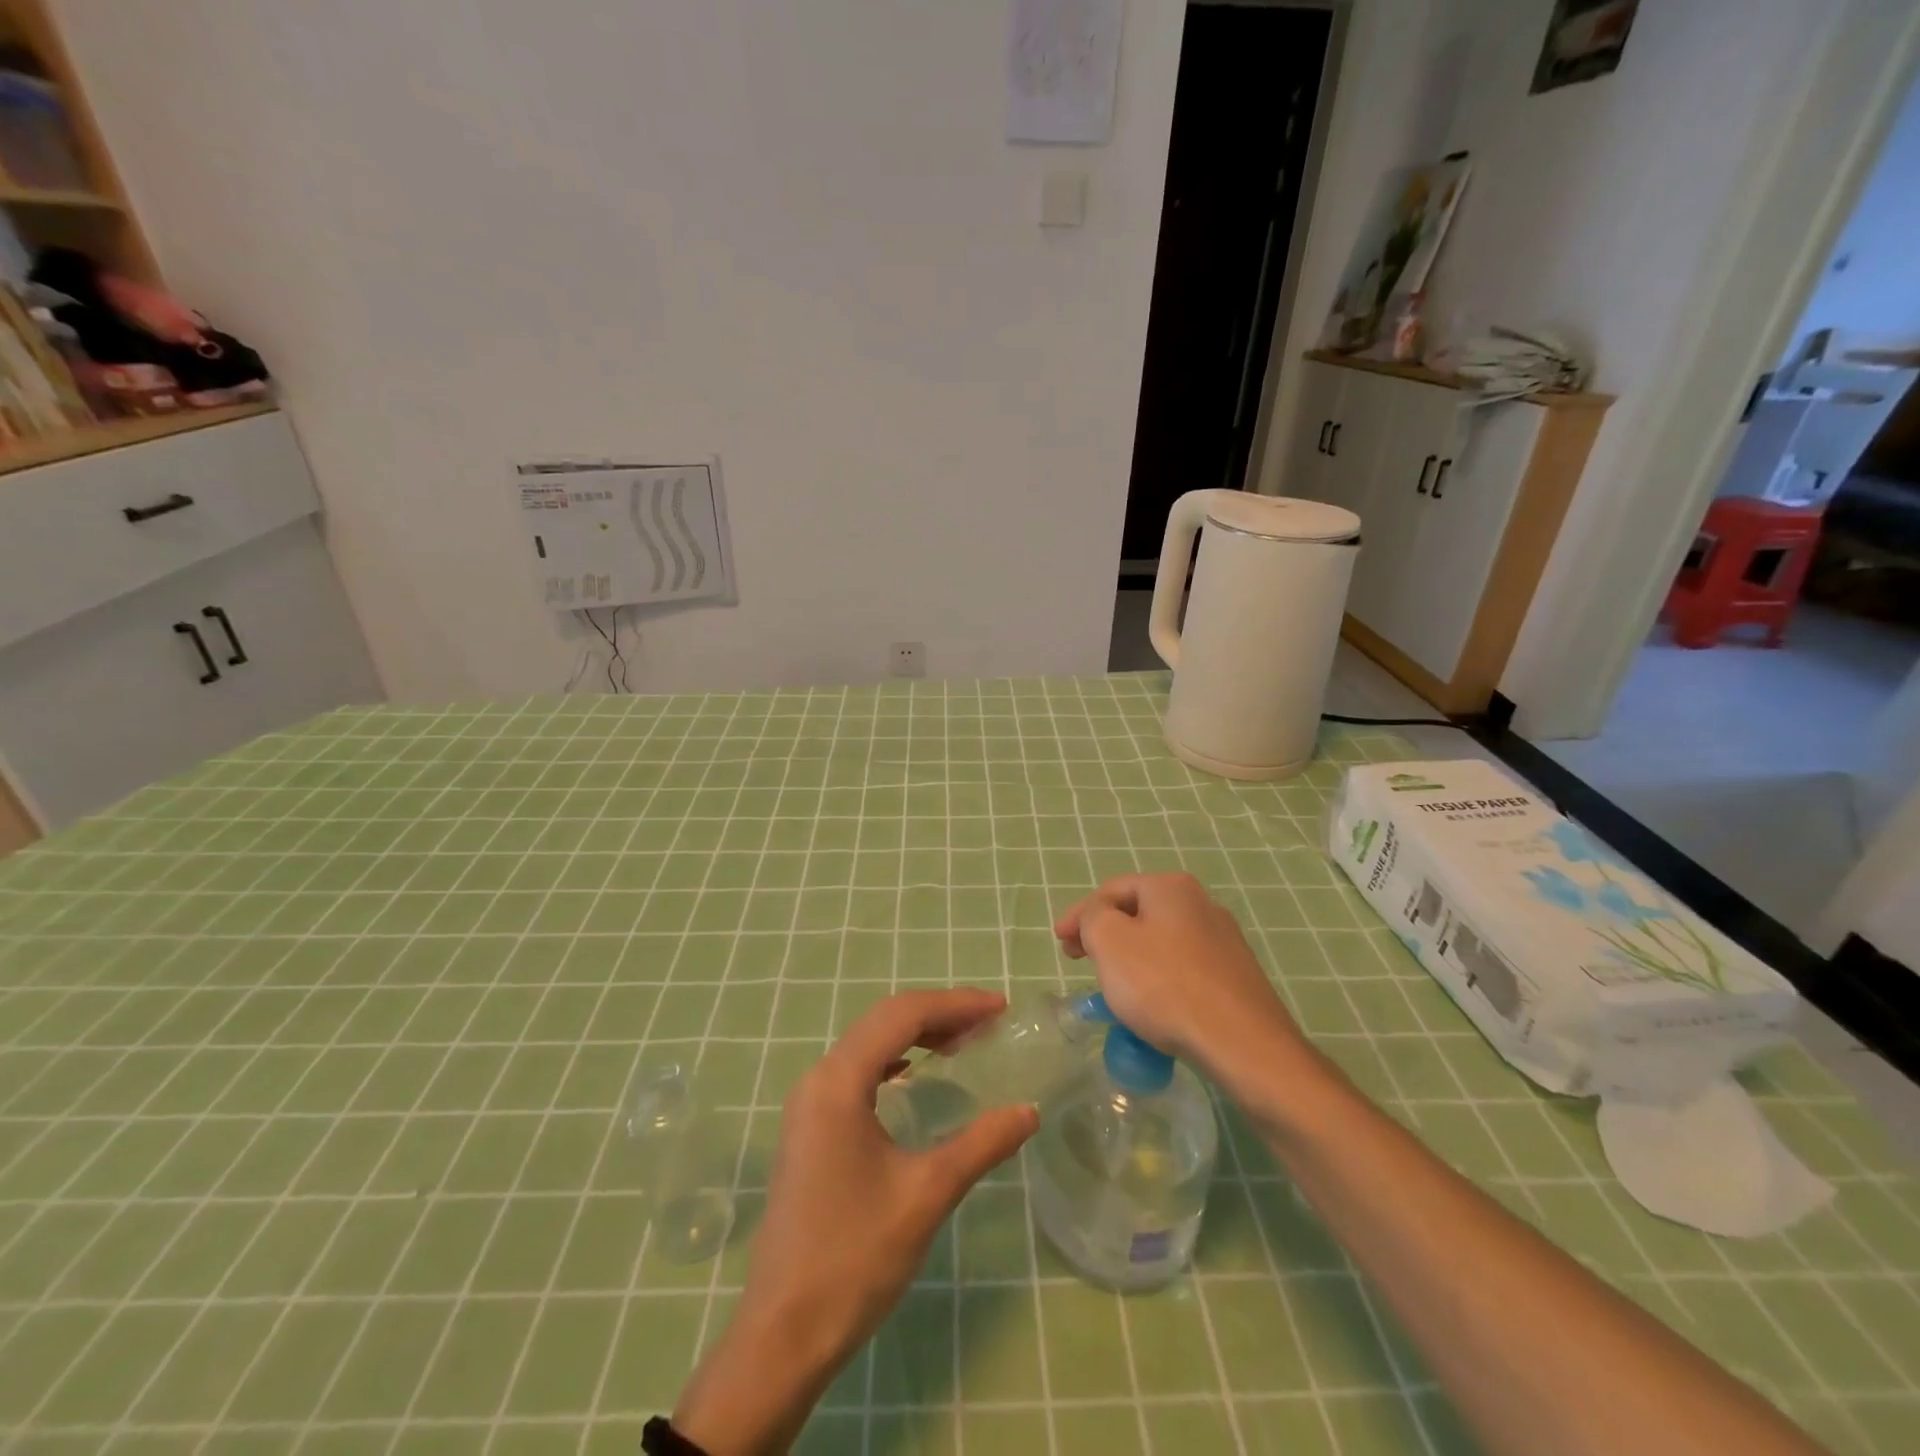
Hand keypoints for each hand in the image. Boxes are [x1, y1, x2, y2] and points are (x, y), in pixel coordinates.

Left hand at [673, 990, 1038, 1453]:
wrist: (783, 1334)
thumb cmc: (854, 1258)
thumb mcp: (927, 1195)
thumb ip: (981, 1144)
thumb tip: (1029, 1111)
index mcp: (839, 1082)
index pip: (902, 1016)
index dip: (955, 1004)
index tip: (1000, 1008)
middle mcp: (818, 1079)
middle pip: (883, 1021)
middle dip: (939, 1014)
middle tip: (989, 1022)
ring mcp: (808, 1103)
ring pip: (868, 1044)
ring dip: (915, 1034)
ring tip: (963, 1042)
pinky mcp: (808, 1127)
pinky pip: (856, 1071)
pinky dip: (893, 1060)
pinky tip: (914, 1073)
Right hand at [1055, 873, 1308, 1081]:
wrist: (1243, 1045)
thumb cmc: (1165, 985)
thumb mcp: (1109, 941)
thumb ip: (1092, 917)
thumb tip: (1099, 918)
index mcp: (1170, 887)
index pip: (1111, 891)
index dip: (1078, 914)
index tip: (1059, 943)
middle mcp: (1202, 904)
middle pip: (1138, 914)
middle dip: (1105, 936)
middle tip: (1081, 961)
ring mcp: (1224, 941)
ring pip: (1161, 943)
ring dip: (1131, 959)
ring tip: (1114, 988)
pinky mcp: (1236, 977)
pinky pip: (1184, 970)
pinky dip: (1159, 981)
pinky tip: (1153, 1008)